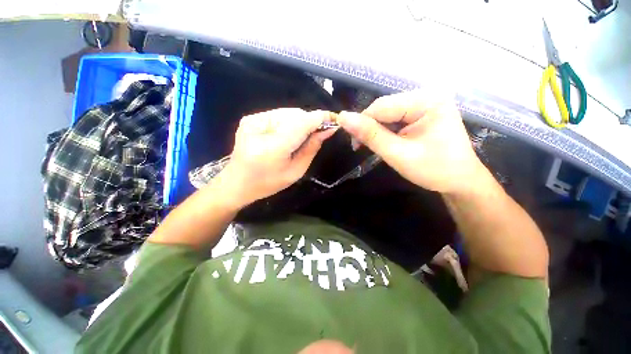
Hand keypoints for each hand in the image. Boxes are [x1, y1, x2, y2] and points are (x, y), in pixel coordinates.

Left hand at [218, 108, 336, 207]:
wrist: (236, 183)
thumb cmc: (268, 183)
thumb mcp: (295, 172)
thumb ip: (311, 149)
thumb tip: (326, 131)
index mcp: (272, 147)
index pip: (301, 124)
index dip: (319, 118)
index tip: (333, 119)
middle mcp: (260, 127)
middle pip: (295, 115)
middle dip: (310, 122)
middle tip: (317, 134)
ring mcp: (253, 120)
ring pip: (288, 112)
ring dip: (300, 122)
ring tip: (301, 137)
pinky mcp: (250, 118)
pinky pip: (279, 115)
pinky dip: (289, 122)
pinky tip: (288, 135)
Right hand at [337, 90, 485, 193]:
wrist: (460, 181)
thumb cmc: (433, 170)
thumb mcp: (398, 154)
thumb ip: (371, 135)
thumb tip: (343, 117)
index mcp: (426, 101)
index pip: (381, 107)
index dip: (362, 124)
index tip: (354, 144)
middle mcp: (426, 96)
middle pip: (384, 108)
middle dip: (370, 128)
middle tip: (363, 148)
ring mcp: (425, 104)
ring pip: (387, 114)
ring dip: (376, 131)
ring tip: (376, 148)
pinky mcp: (422, 113)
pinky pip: (395, 119)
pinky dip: (385, 131)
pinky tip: (387, 142)